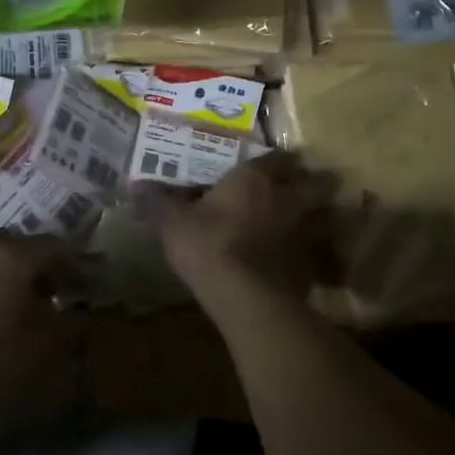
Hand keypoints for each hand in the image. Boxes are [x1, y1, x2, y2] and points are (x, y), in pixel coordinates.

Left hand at [0, 231, 83, 439]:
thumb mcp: (37, 355)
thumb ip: (66, 330)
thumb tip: (80, 315)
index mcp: (12, 256)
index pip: (57, 247)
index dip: (80, 264)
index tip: (95, 283)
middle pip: (22, 247)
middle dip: (45, 267)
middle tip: (61, 292)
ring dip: (13, 275)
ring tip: (24, 305)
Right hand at [133, 152, 335, 294]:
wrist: (247, 298)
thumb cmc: (208, 246)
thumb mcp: (171, 223)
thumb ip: (155, 201)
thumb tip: (134, 185)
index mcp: (255, 179)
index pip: (276, 157)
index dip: (273, 159)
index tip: (266, 163)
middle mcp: (287, 198)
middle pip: (315, 182)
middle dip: (311, 182)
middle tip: (295, 188)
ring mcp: (304, 232)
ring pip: (321, 215)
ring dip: (315, 216)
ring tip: (300, 222)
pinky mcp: (310, 264)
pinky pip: (314, 249)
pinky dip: (308, 251)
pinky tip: (292, 259)